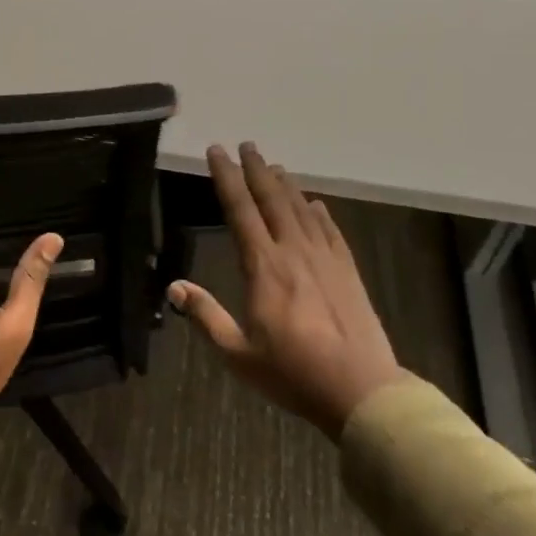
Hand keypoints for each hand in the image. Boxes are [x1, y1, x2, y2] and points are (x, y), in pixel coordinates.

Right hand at [170, 143, 402, 436]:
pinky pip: (330, 230)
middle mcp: (293, 251)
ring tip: (273, 165)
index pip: (240, 209)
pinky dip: (319, 212)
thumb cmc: (293, 373)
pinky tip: (315, 204)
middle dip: (256, 169)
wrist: (361, 391)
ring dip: (285, 184)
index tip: (217, 151)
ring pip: (301, 209)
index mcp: (263, 267)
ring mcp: (325, 259)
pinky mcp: (348, 271)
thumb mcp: (239, 354)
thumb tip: (174, 286)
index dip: (226, 177)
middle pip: (272, 199)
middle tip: (246, 145)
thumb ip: (206, 316)